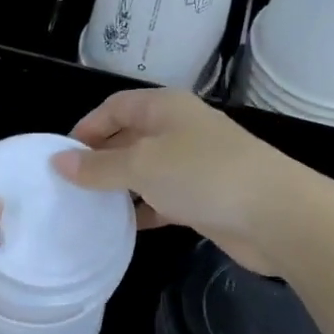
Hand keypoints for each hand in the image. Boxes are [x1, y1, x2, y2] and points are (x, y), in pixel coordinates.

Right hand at [51, 87, 322, 275]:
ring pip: (145, 170)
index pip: (115, 107)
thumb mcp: (141, 165)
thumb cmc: (202, 175)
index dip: (87, 127)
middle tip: (70, 185)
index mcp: (165, 108)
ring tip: (88, 206)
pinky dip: (143, 209)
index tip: (63, 157)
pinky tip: (124, 226)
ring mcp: (194, 164)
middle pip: (129, 137)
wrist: (276, 215)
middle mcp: (179, 129)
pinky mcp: (204, 197)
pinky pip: (163, 198)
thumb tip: (58, 162)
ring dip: (120, 186)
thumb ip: (98, 167)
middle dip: (100, 158)